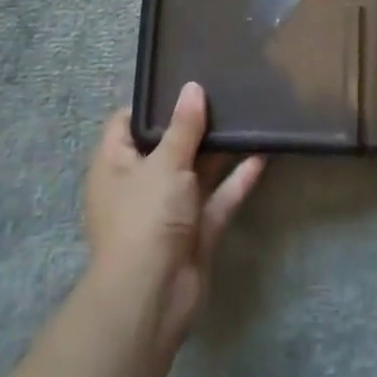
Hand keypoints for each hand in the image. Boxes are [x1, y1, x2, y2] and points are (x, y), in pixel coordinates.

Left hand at [85, 82, 265, 350]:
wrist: (153, 297)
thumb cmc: (145, 217)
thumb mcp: (164, 163)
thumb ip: (183, 126)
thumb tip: (192, 88)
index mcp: (116, 164)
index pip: (128, 123)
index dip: (154, 103)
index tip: (183, 80)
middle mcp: (140, 184)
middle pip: (168, 145)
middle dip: (194, 123)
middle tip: (224, 91)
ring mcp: (169, 210)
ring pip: (196, 172)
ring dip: (220, 150)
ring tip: (247, 115)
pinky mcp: (196, 233)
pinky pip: (217, 199)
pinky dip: (236, 180)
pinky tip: (261, 155)